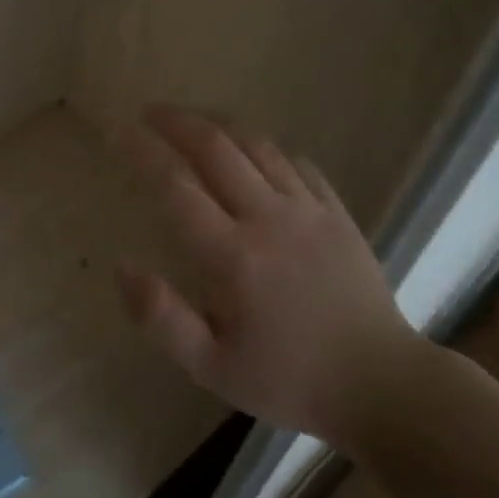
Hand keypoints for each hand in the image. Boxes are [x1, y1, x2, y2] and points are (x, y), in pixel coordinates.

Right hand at [115, 106, 423, 443]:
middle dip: (175, 121)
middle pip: (214, 147)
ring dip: (217, 124)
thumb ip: (161, 317)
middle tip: (148, 112)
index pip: (175, 185)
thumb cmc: (289, 380)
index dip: (141, 151)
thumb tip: (121, 265)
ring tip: (192, 120)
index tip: (116, 130)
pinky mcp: (336, 211)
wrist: (382, 385)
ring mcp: (307, 209)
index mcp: (232, 256)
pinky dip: (264, 147)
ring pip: (256, 145)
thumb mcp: (213, 368)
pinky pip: (295, 162)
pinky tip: (251, 152)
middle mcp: (268, 218)